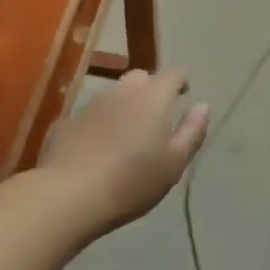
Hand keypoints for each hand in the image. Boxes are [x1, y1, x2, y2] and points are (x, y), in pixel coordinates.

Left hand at [40, 68, 208, 231]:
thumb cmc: (132, 181)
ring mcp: (91, 104)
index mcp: (153, 98)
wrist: (69, 195)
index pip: (173, 74)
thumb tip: (202, 106)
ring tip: (127, 132)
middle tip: (157, 114)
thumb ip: (192, 131)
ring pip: (114, 94)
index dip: (181, 79)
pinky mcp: (67, 122)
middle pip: (140, 78)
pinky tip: (98, 146)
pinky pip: (91, 114)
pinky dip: (100, 122)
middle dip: (151, 88)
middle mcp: (122, 92)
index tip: (185, 91)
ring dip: (124, 105)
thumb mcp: (174, 163)